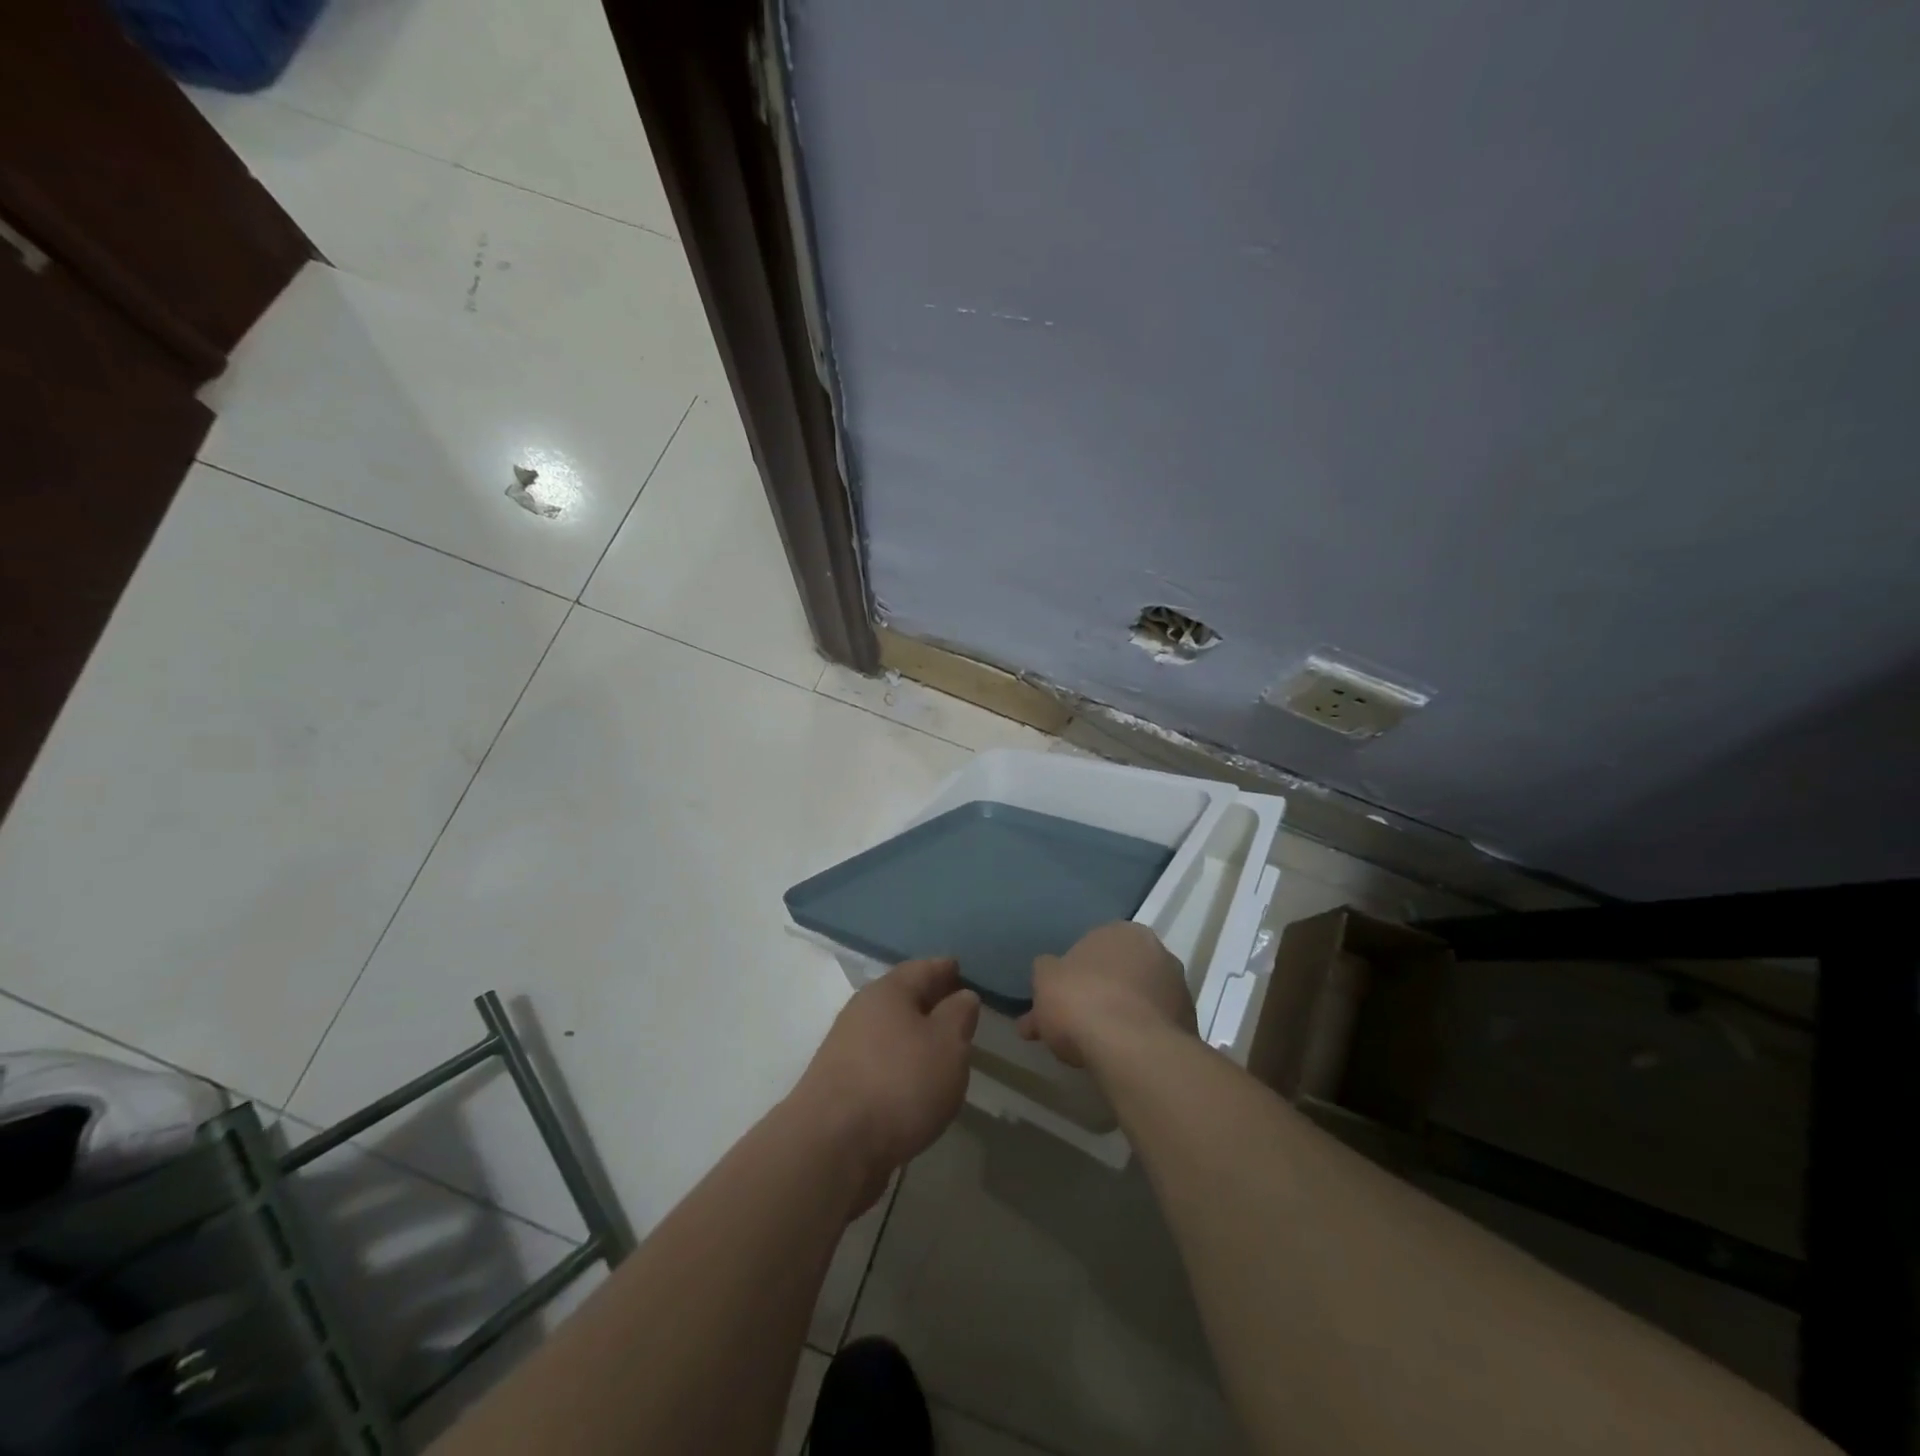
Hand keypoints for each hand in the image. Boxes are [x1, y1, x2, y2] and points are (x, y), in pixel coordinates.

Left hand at [790, 958, 979, 1209]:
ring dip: (912, 1035)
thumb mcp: (948, 1044)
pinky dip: (898, 1063)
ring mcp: (845, 1047)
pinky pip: (878, 1060)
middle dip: (928, 1001)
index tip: (961, 970)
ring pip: (888, 1030)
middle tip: (956, 1010)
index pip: (923, 968)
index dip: (945, 969)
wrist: (831, 1146)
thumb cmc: (899, 1083)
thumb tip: (962, 995)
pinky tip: (912, 1082)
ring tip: (939, 1049)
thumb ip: (959, 1015)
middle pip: (901, 997)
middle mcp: (862, 1011)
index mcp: (888, 991)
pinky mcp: (838, 1083)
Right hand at [1017, 921, 1195, 1068]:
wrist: (1132, 1049)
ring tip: (1090, 1051)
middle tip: (1069, 1028)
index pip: (1093, 948)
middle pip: (1116, 975)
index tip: (1058, 1001)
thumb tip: (1049, 973)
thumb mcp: (1045, 979)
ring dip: (1116, 1019)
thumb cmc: (1082, 1001)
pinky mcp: (1188, 1025)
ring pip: (1135, 1003)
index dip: (1072, 976)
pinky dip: (1135, 1039)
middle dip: (1094, 997)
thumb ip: (1046, 971)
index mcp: (1122, 931)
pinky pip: (1151, 1029)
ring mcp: (1178, 989)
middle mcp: (1157, 952)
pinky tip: (1116, 1059)